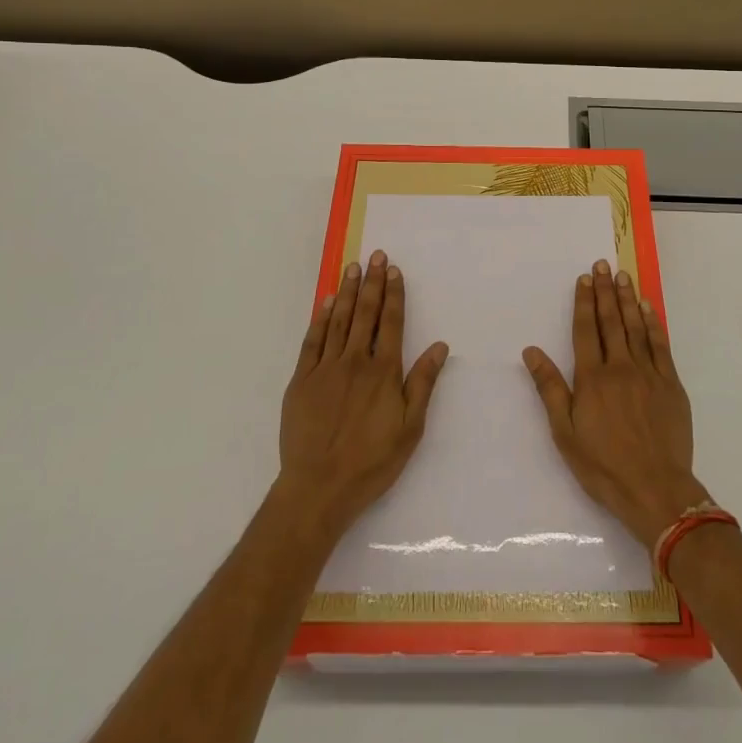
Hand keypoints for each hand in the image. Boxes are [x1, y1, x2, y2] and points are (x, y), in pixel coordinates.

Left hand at [277, 251, 447, 537]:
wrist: (319, 487)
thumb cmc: (372, 461)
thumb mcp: (410, 428)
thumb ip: (423, 383)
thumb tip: (439, 346)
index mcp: (384, 371)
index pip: (392, 322)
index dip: (394, 294)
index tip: (394, 270)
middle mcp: (355, 361)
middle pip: (365, 313)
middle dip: (372, 282)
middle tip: (375, 255)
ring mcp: (325, 368)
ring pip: (338, 320)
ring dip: (346, 292)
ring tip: (353, 268)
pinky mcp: (302, 380)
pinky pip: (312, 341)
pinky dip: (320, 319)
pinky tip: (325, 302)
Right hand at [522, 260, 710, 547]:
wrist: (655, 489)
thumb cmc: (603, 465)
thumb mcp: (565, 432)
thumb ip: (549, 388)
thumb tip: (531, 351)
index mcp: (592, 378)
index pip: (586, 330)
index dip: (584, 302)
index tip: (584, 278)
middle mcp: (620, 367)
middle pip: (611, 321)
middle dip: (605, 291)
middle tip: (602, 264)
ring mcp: (648, 373)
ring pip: (635, 327)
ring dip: (627, 299)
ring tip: (623, 276)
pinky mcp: (671, 384)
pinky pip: (660, 345)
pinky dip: (653, 323)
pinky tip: (647, 308)